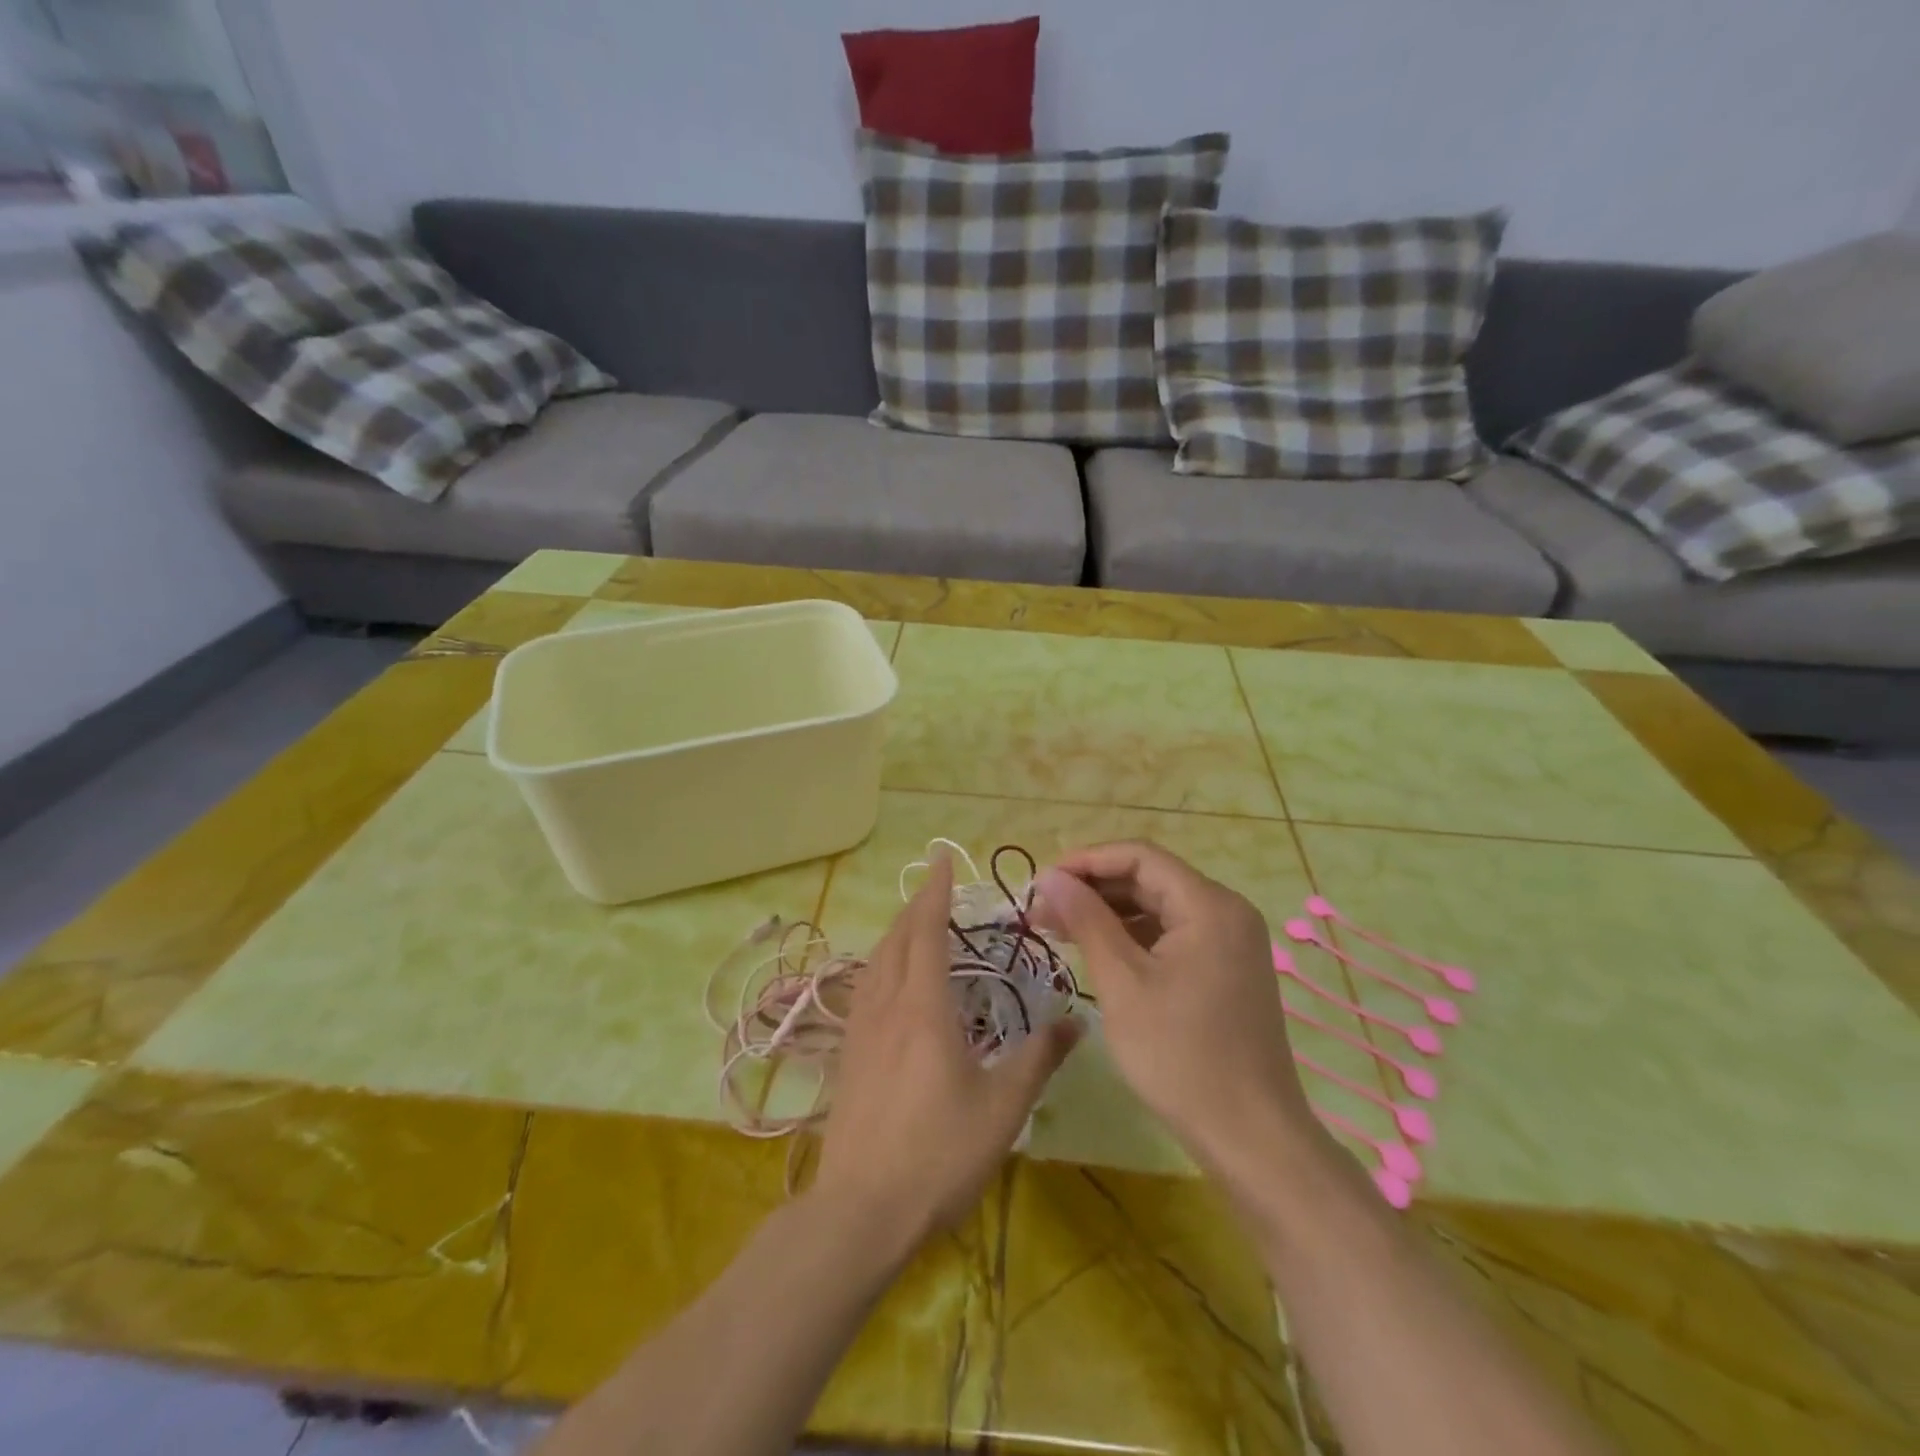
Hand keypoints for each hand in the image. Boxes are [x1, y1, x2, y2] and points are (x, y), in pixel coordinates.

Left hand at [812, 853, 1079, 1246]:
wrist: (862, 1209)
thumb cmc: (938, 1154)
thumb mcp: (1003, 1108)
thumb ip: (1039, 1059)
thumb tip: (1077, 1021)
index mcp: (925, 1008)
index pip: (928, 931)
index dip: (936, 892)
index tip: (941, 858)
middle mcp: (887, 1006)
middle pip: (897, 939)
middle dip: (916, 904)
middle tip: (935, 883)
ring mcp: (861, 1030)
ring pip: (876, 961)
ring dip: (896, 931)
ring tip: (914, 921)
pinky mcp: (848, 1054)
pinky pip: (865, 987)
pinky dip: (881, 963)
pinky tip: (887, 979)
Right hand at [1034, 842, 1321, 1180]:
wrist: (1251, 1138)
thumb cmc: (1181, 1056)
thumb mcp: (1122, 983)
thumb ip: (1086, 920)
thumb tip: (1050, 877)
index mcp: (1209, 905)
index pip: (1140, 856)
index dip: (1086, 861)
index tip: (1042, 882)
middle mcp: (1227, 912)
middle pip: (1150, 879)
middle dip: (1093, 889)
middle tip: (1042, 911)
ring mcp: (1231, 942)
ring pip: (1159, 908)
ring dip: (1109, 914)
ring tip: (1059, 931)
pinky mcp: (1227, 970)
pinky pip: (1173, 935)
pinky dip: (1134, 938)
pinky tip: (1099, 954)